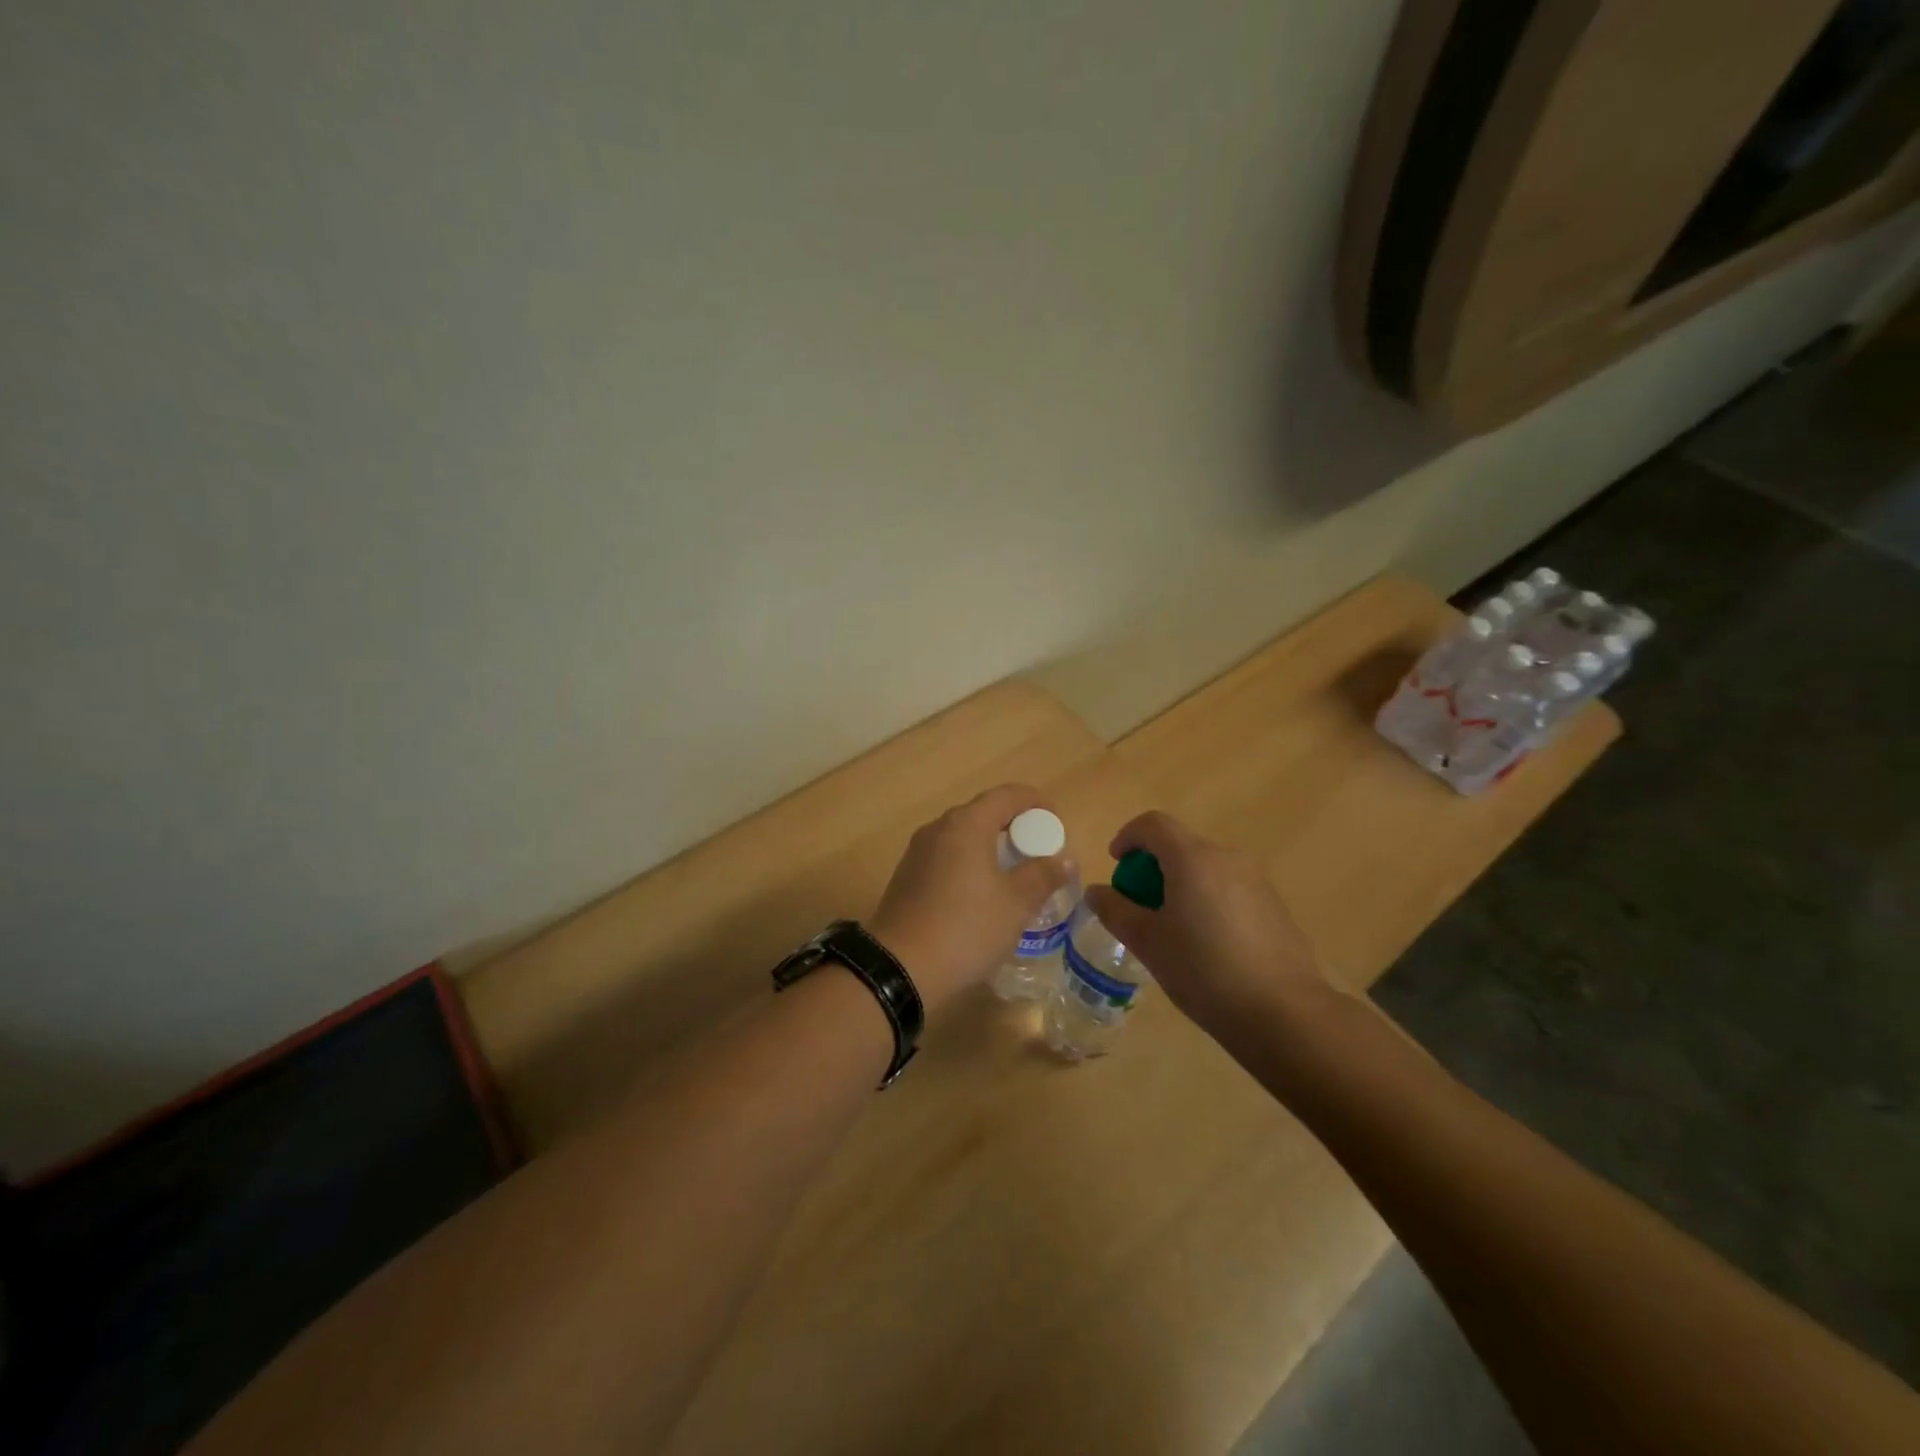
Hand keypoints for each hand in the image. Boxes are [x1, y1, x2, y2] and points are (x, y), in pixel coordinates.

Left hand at [869, 785, 1070, 1016]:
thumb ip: (1042, 875)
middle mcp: (938, 828)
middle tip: (1038, 851)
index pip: (1007, 795)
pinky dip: (970, 863)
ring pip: (963, 837)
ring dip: (991, 846)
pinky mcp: (907, 877)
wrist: (900, 968)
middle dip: (1014, 826)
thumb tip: (1064, 859)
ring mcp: (918, 852)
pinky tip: (981, 894)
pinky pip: (947, 857)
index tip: (1056, 823)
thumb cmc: (966, 928)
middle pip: (983, 813)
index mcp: (966, 824)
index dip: (1036, 802)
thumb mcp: (1015, 904)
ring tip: (1014, 873)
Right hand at [1082, 811, 1329, 1043]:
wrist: (1283, 1013)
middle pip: (1180, 846)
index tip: (1116, 866)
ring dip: (1180, 885)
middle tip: (1139, 906)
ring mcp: (1256, 881)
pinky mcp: (1274, 906)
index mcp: (1192, 858)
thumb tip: (1095, 892)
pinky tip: (1207, 945)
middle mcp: (1227, 858)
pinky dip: (1207, 900)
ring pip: (1205, 869)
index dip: (1128, 837)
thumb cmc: (1203, 970)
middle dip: (1152, 868)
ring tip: (1171, 930)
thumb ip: (1116, 910)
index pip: (1153, 824)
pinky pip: (1228, 889)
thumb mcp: (1147, 942)